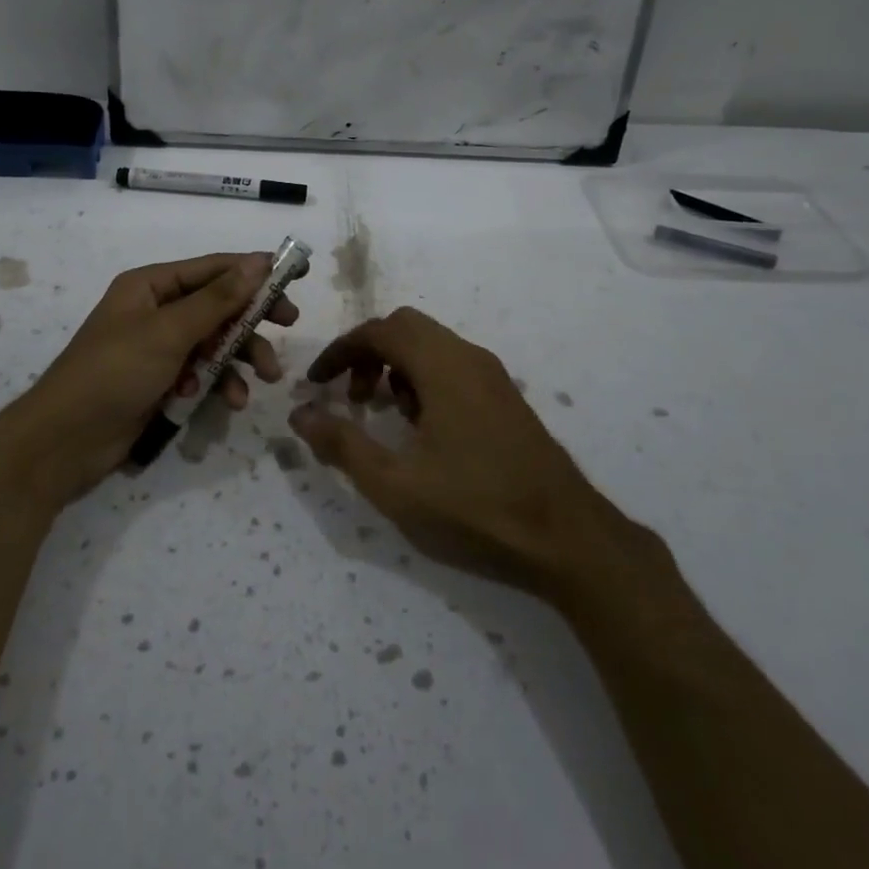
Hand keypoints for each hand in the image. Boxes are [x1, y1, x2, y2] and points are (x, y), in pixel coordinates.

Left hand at [0, 252, 299, 510]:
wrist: (66, 440)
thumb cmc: (115, 372)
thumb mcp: (169, 331)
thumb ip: (218, 299)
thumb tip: (258, 261)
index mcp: (150, 287)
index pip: (212, 269)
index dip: (253, 271)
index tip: (294, 276)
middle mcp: (156, 312)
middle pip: (218, 306)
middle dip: (252, 319)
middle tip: (289, 325)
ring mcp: (159, 349)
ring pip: (215, 343)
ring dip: (241, 357)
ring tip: (266, 377)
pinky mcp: (162, 383)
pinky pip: (203, 374)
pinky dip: (219, 384)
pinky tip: (231, 402)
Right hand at [287, 307, 642, 597]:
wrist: (568, 540)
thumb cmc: (476, 508)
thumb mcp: (395, 484)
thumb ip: (342, 444)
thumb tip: (300, 414)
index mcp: (443, 366)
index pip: (380, 331)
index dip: (341, 350)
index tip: (317, 383)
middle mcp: (470, 358)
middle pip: (406, 328)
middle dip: (368, 354)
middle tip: (350, 397)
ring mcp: (493, 377)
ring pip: (432, 347)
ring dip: (396, 367)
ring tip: (383, 415)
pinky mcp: (506, 399)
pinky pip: (453, 367)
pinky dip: (423, 380)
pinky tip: (421, 430)